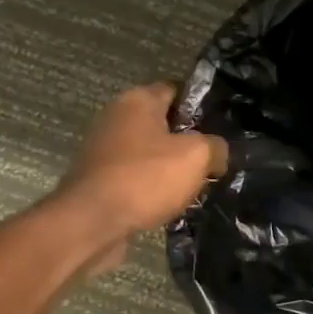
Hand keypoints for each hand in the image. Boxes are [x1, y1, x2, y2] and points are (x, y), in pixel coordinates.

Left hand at [58, 84, 228, 268]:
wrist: (90, 223)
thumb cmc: (144, 178)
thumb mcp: (196, 157)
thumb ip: (216, 147)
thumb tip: (218, 153)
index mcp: (138, 100)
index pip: (177, 90)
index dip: (201, 105)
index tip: (222, 126)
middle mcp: (117, 116)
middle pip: (163, 122)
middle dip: (187, 140)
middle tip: (213, 160)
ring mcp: (104, 149)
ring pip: (149, 152)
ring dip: (169, 167)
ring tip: (196, 186)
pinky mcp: (98, 179)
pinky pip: (134, 176)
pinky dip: (151, 187)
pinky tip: (169, 203)